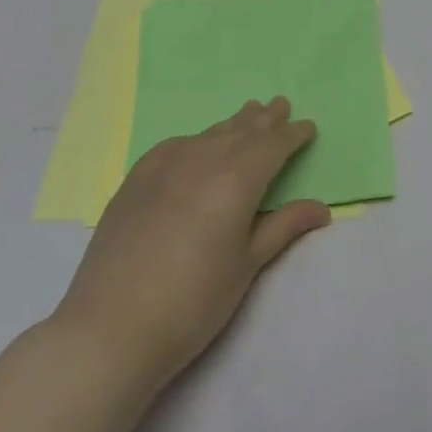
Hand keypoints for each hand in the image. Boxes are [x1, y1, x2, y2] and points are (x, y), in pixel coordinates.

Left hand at [52, 98, 331, 385]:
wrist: (111, 328)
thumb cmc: (193, 301)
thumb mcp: (247, 265)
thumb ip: (282, 227)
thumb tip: (321, 208)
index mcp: (236, 181)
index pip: (272, 146)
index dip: (292, 135)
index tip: (307, 126)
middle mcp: (201, 162)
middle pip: (239, 132)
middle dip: (263, 119)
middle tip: (279, 103)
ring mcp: (162, 169)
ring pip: (206, 136)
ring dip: (231, 125)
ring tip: (246, 114)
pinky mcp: (133, 183)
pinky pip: (172, 147)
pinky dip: (194, 140)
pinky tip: (194, 144)